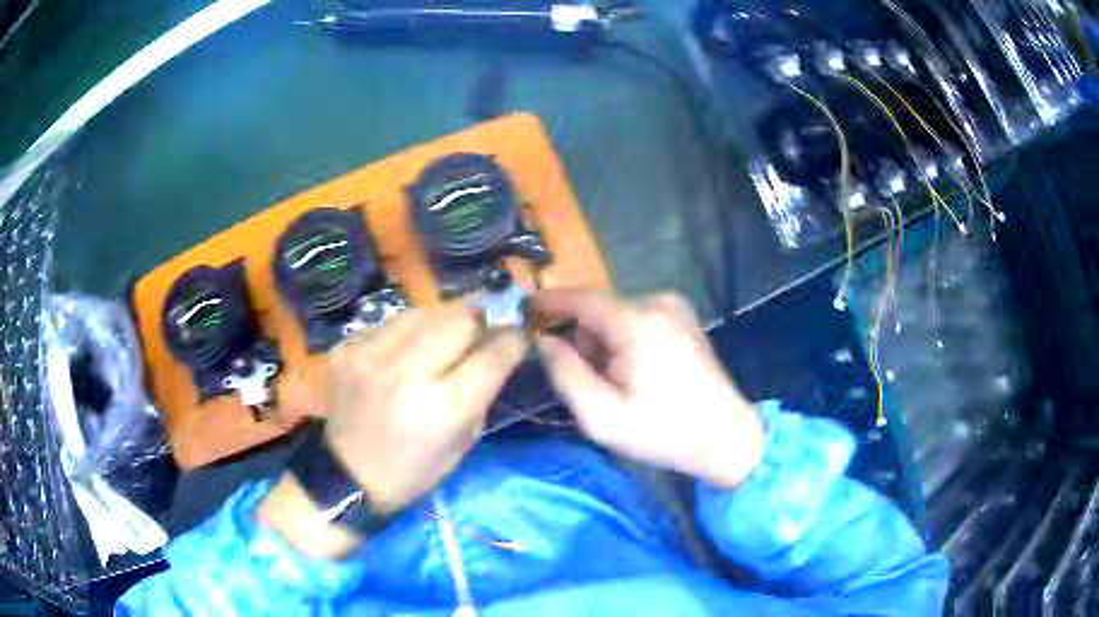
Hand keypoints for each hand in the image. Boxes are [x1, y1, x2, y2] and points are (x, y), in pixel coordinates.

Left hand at [324, 305, 526, 511]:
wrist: (345, 476)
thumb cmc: (412, 472)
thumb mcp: (462, 444)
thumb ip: (482, 393)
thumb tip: (495, 348)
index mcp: (440, 410)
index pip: (490, 356)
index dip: (511, 340)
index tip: (517, 336)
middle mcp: (404, 375)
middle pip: (458, 320)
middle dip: (477, 323)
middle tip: (478, 334)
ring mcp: (369, 356)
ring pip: (423, 312)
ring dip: (440, 324)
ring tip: (439, 342)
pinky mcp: (346, 348)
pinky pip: (390, 324)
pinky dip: (405, 334)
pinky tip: (402, 355)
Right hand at [531, 289, 762, 487]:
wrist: (726, 437)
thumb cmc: (664, 432)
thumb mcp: (602, 417)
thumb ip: (565, 374)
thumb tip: (542, 341)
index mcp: (638, 323)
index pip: (581, 298)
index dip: (548, 301)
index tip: (520, 309)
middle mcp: (658, 302)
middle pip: (597, 310)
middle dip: (582, 340)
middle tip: (588, 383)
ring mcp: (674, 307)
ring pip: (615, 316)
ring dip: (603, 344)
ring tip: (616, 385)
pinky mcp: (682, 317)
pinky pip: (636, 320)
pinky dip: (623, 341)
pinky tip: (635, 374)